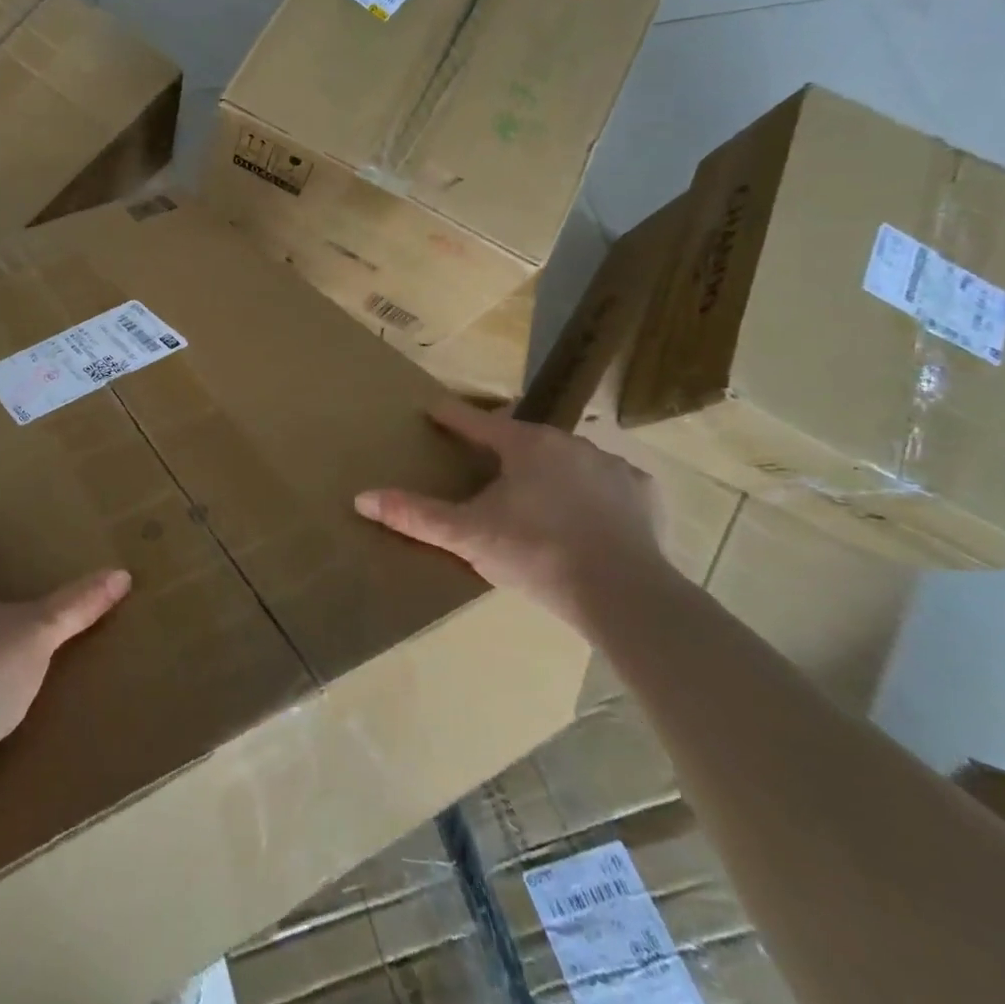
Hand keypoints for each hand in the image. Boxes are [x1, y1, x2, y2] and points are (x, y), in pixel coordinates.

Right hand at [354, 400, 668, 628]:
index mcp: (525, 445)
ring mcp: (612, 466)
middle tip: (489, 467)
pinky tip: (589, 517)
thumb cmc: (536, 553)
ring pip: (569, 459)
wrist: (624, 594)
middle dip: (505, 447)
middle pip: (525, 438)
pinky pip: (610, 484)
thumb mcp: (468, 536)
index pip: (477, 422)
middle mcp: (570, 442)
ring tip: (539, 496)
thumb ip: (416, 515)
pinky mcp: (643, 495)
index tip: (433, 408)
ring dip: (551, 469)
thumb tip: (361, 498)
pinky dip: (595, 493)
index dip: (452, 416)